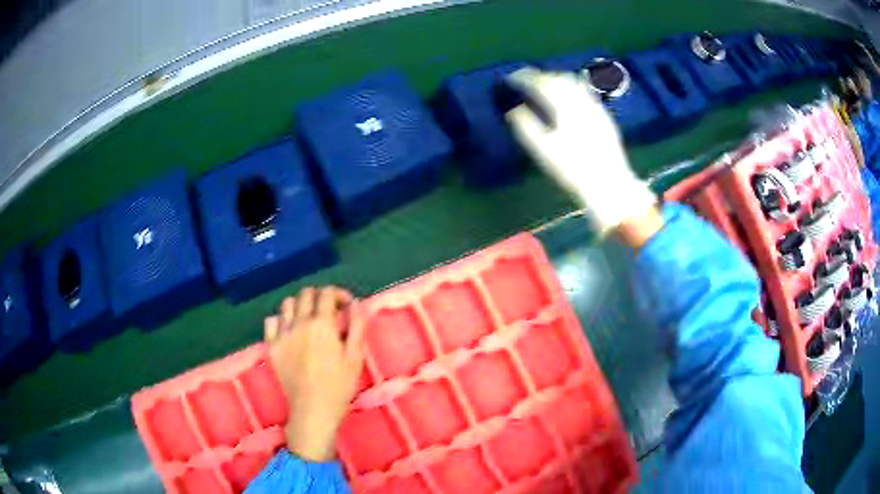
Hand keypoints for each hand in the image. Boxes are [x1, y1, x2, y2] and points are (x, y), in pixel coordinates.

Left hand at [265, 286, 365, 461]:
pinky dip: (280, 319)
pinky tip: (290, 330)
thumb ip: (357, 326)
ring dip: (300, 305)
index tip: (347, 305)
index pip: (327, 294)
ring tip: (309, 319)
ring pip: (287, 304)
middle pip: (306, 294)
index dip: (339, 294)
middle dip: (320, 296)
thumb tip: (355, 304)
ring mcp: (282, 334)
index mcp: (321, 324)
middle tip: (330, 311)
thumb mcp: (356, 356)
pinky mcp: (272, 346)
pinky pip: (271, 321)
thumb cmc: (339, 385)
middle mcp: (299, 323)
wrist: (313, 409)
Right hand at [504, 67, 656, 234]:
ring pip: (574, 82)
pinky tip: (568, 97)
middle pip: (558, 78)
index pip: (541, 83)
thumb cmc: (574, 171)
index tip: (511, 78)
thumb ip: (527, 127)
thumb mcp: (545, 152)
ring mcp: (596, 107)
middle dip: (541, 75)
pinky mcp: (604, 115)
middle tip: (526, 80)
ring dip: (556, 78)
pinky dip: (571, 87)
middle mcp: (582, 101)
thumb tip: (514, 110)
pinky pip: (585, 91)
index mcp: (565, 107)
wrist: (610, 185)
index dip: (524, 78)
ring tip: (545, 85)